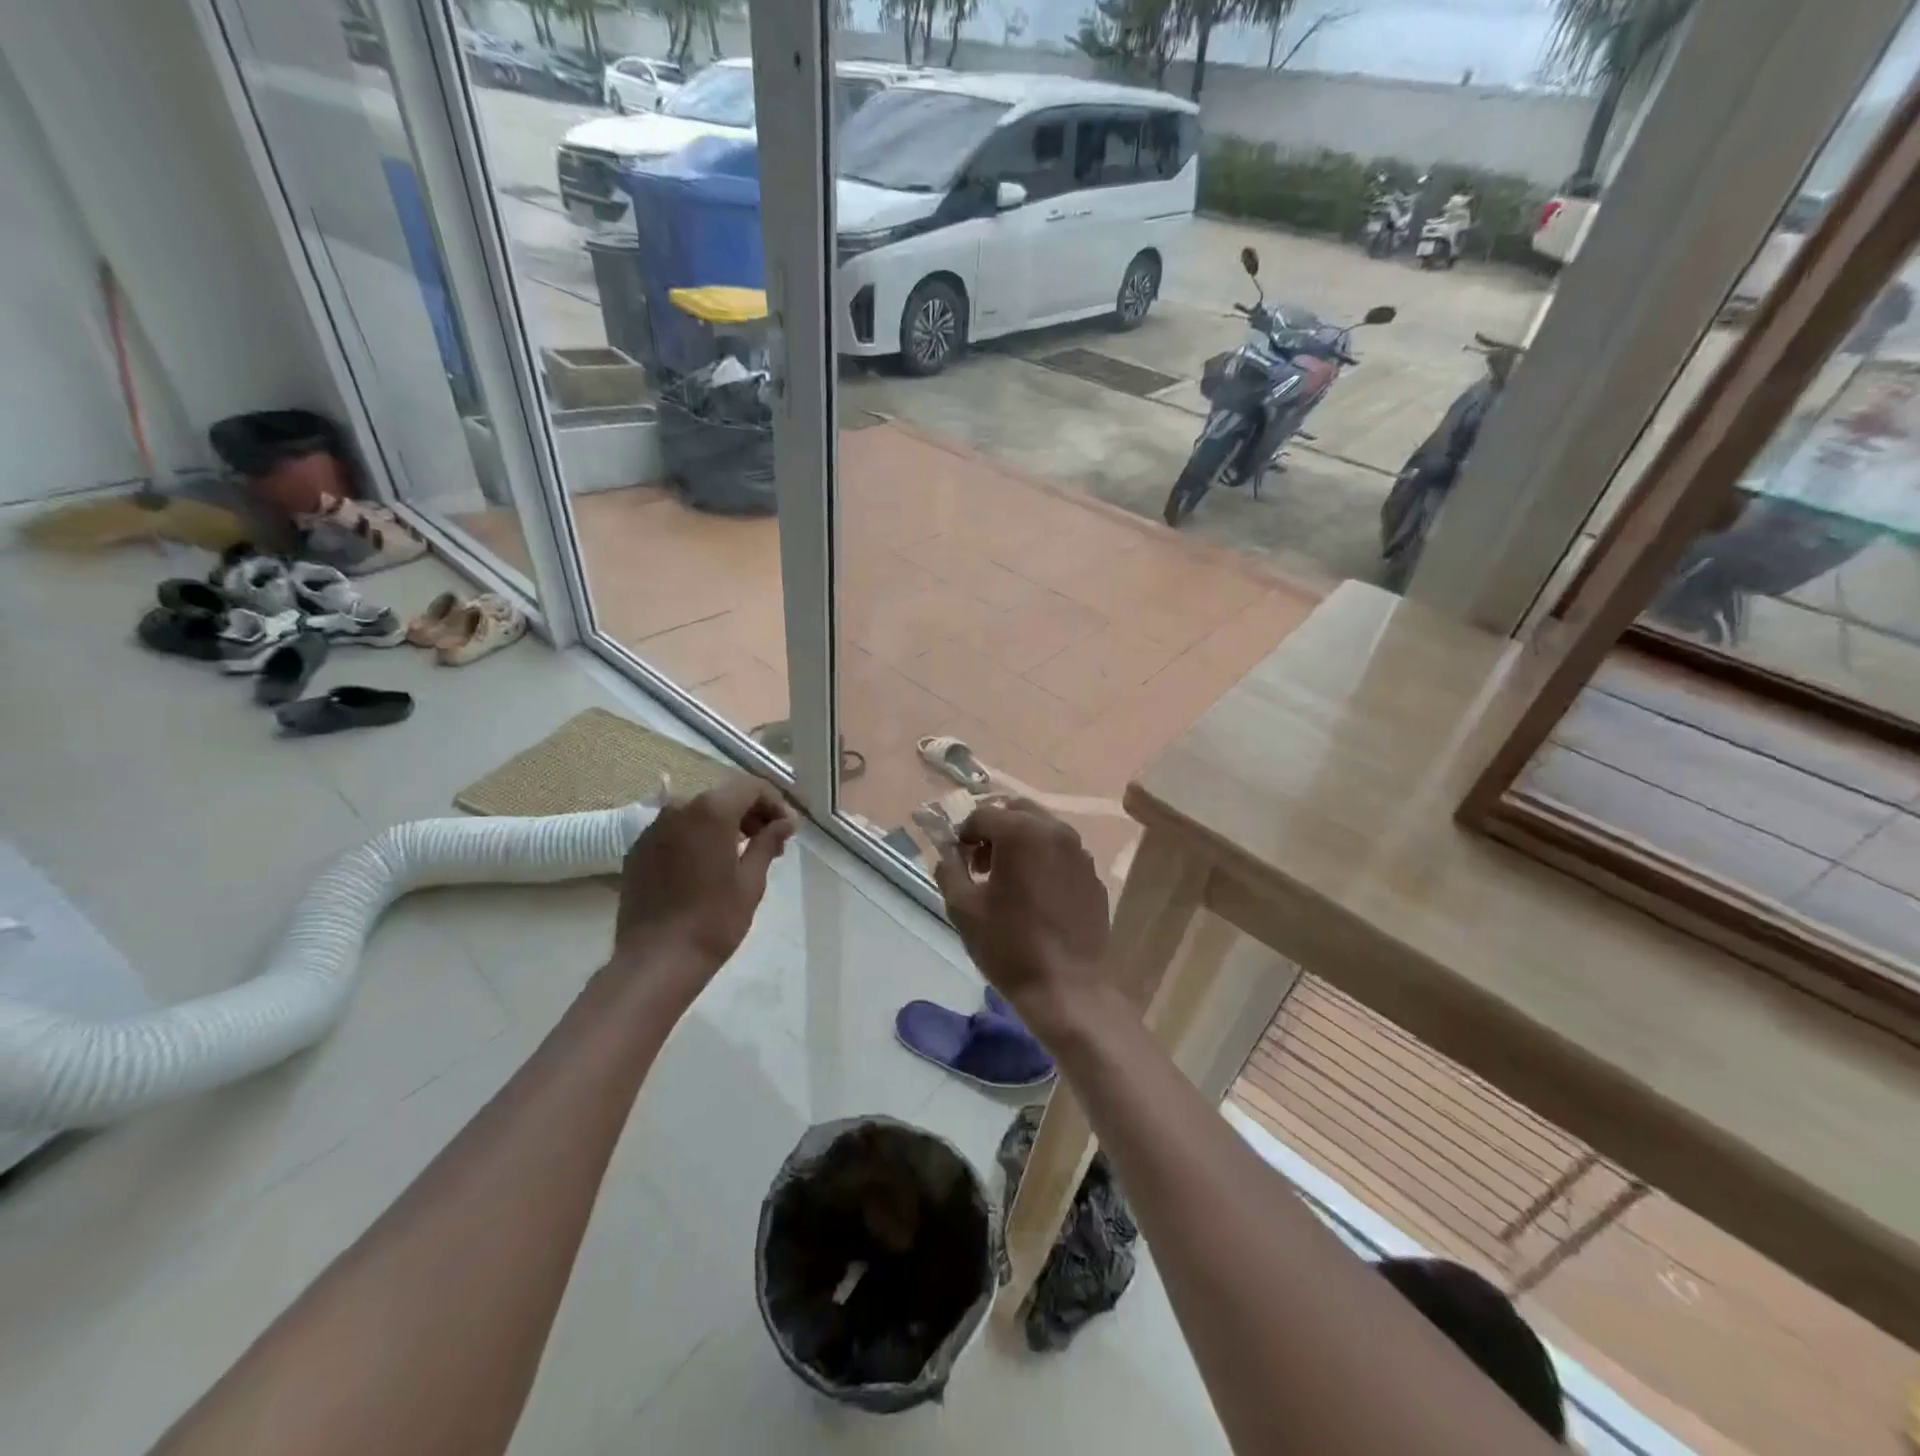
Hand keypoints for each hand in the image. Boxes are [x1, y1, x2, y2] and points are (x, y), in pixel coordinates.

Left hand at [611, 775, 796, 990]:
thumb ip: (767, 843)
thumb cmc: (713, 920)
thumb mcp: (751, 881)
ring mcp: (653, 829)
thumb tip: (785, 823)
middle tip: (771, 843)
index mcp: (711, 811)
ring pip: (698, 813)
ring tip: (741, 855)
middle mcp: (678, 809)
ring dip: (724, 825)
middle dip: (751, 814)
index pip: (751, 787)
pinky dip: (697, 838)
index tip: (789, 830)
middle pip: (724, 796)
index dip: (775, 804)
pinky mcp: (638, 850)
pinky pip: (676, 831)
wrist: (656, 960)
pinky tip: (707, 866)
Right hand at [933, 799, 1110, 1041]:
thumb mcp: (963, 908)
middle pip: (1016, 812)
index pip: (982, 814)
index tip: (958, 862)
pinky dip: (1043, 862)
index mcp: (1022, 832)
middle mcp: (1056, 831)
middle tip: (981, 866)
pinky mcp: (1093, 876)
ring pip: (1042, 830)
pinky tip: (1036, 898)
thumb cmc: (1009, 945)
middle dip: (994, 831)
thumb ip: (949, 869)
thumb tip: (949, 854)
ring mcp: (1080, 853)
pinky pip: (1062, 854)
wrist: (1067, 987)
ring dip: (1019, 843)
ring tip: (1007, 882)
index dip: (964, 835)